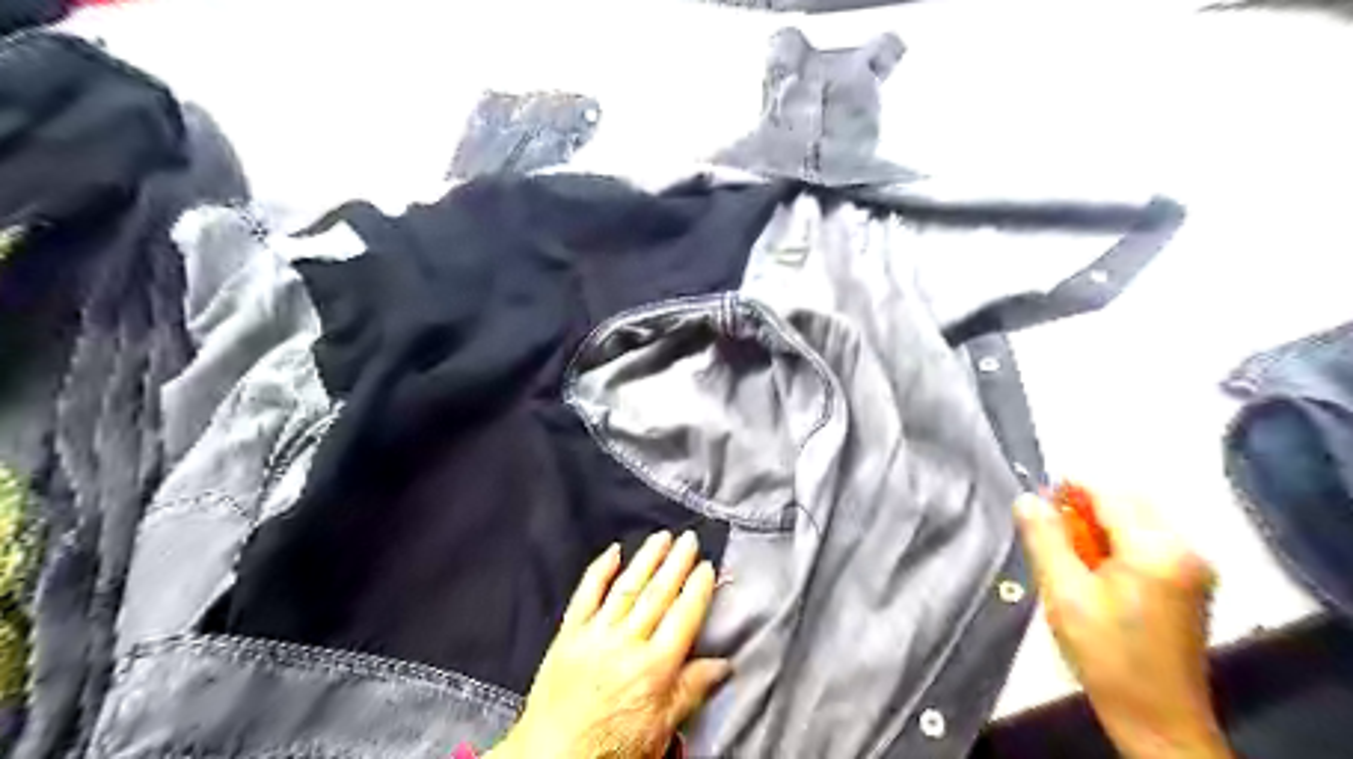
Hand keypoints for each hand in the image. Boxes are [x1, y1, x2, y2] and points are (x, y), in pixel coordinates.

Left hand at [486, 529, 728, 758]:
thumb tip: (724, 664)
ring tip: (662, 537)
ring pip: (626, 587)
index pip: (683, 617)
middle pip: (657, 595)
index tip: (707, 566)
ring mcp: (595, 634)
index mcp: (654, 668)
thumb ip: (691, 691)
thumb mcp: (660, 731)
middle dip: (677, 563)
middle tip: (690, 539)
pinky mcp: (568, 634)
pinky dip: (599, 570)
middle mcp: (626, 644)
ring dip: (646, 559)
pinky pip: (585, 594)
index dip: (698, 589)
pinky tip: (612, 551)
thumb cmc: (610, 751)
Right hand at [1020, 487, 1232, 758]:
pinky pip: (1145, 540)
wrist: (1156, 718)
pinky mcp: (1189, 581)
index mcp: (1157, 549)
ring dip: (1096, 527)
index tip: (1034, 506)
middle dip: (1082, 509)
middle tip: (1048, 537)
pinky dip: (1114, 543)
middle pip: (1126, 502)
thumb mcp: (1063, 592)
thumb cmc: (1106, 655)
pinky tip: (1093, 572)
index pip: (1108, 493)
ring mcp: (1192, 565)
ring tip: (1068, 559)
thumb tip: (1027, 497)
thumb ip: (1044, 538)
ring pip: (1134, 520)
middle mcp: (1185, 548)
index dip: (1067, 489)